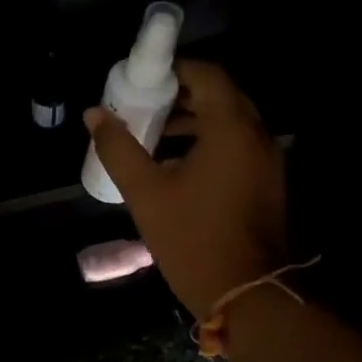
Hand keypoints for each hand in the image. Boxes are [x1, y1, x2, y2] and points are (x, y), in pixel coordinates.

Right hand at [84, 60, 285, 318]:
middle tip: (142, 103)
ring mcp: (266, 160)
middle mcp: (257, 136)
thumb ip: (118, 148)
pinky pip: (236, 144)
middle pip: (221, 95)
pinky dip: (208, 141)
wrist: (245, 292)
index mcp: (231, 129)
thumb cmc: (191, 237)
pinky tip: (174, 163)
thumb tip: (94, 114)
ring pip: (230, 121)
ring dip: (193, 119)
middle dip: (181, 94)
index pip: (209, 75)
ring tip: (152, 133)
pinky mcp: (266, 181)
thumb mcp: (145, 191)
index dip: (175, 70)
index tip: (142, 79)